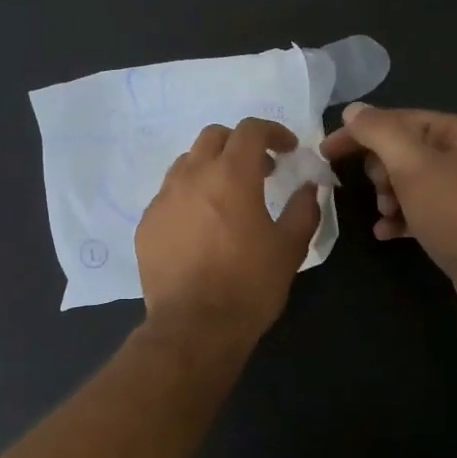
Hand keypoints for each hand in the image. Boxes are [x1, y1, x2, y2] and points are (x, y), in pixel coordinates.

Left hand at [136, 118, 324, 345]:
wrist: (194, 327)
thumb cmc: (249, 285)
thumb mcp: (290, 248)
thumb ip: (304, 209)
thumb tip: (310, 187)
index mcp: (231, 175)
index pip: (250, 130)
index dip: (273, 132)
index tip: (288, 149)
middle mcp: (191, 176)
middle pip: (213, 137)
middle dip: (239, 144)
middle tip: (259, 170)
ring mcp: (163, 199)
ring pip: (186, 163)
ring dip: (210, 167)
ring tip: (227, 196)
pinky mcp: (146, 224)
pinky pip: (168, 195)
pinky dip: (188, 196)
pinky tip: (200, 226)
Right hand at [320, 103, 456, 332]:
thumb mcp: (411, 166)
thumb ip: (379, 133)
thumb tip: (353, 111)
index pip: (397, 119)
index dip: (358, 133)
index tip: (325, 152)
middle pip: (402, 150)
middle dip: (380, 171)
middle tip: (380, 191)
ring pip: (407, 181)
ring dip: (387, 196)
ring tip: (387, 214)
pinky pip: (419, 209)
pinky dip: (399, 217)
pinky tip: (387, 232)